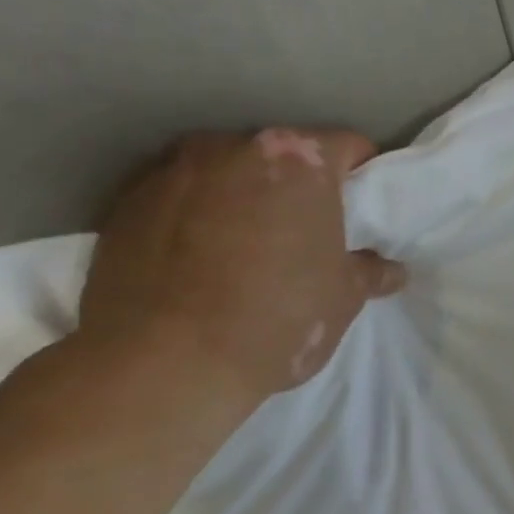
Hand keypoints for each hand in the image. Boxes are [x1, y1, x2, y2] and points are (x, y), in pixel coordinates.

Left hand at [79, 129, 404, 408]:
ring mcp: (171, 171)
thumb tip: (390, 270)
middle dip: (295, 186)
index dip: (362, 176)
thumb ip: (370, 272)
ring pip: (224, 172)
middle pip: (281, 155)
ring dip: (240, 197)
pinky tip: (196, 262)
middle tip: (305, 231)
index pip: (348, 147)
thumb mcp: (344, 298)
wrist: (161, 366)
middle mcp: (233, 148)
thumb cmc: (276, 318)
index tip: (361, 209)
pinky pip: (176, 198)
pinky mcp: (123, 204)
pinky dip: (191, 217)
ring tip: (243, 246)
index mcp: (299, 159)